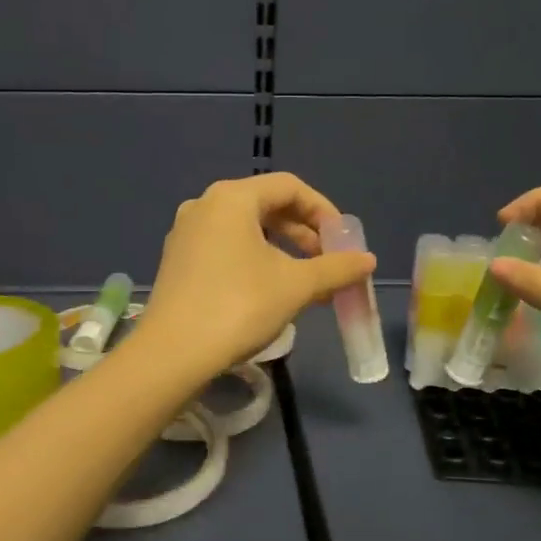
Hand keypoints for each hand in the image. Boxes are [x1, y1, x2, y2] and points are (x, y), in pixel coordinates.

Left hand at [133, 173, 374, 382]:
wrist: (172, 354)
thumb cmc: (238, 307)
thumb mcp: (296, 285)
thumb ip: (336, 268)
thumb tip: (368, 260)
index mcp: (232, 198)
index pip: (289, 187)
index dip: (323, 210)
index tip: (343, 241)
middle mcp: (205, 206)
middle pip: (266, 205)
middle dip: (303, 232)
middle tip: (326, 262)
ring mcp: (186, 233)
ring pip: (246, 229)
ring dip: (281, 250)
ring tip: (305, 282)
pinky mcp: (177, 261)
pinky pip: (226, 247)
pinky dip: (254, 260)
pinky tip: (270, 291)